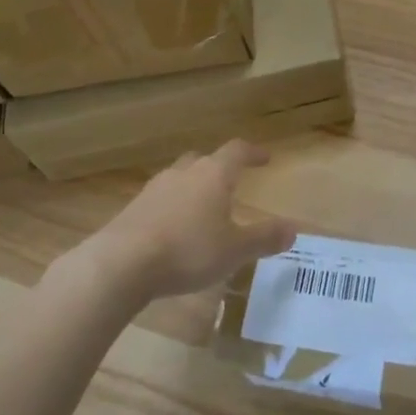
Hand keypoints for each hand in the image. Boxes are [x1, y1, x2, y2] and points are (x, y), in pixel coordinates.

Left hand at [85, 140, 294, 301]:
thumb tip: (293, 229)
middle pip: (204, 159)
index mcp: (213, 175)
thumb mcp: (235, 250)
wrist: (122, 263)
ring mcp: (154, 188)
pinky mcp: (133, 208)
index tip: (265, 158)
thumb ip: (264, 238)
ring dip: (193, 187)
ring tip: (201, 209)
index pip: (236, 151)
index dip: (252, 152)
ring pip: (179, 178)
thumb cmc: (188, 250)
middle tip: (230, 182)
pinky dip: (172, 208)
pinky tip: (173, 230)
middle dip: (218, 168)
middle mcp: (184, 173)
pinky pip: (160, 200)